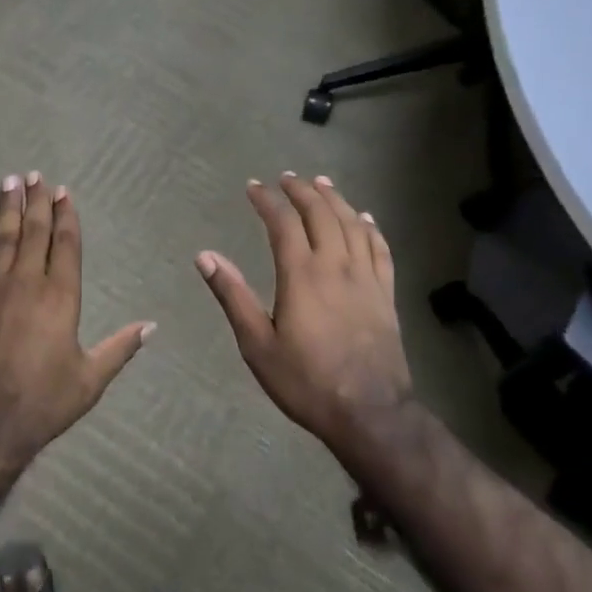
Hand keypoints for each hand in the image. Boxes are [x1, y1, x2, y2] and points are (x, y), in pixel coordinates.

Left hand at [0, 173, 153, 464]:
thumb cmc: (43, 402)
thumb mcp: (90, 379)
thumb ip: (120, 348)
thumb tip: (151, 326)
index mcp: (61, 297)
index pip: (66, 245)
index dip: (66, 216)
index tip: (64, 192)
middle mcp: (28, 283)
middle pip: (34, 233)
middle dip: (37, 202)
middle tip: (35, 175)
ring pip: (3, 239)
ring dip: (7, 208)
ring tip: (10, 181)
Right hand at [197, 174, 411, 446]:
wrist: (371, 413)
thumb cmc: (306, 381)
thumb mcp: (258, 344)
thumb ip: (233, 296)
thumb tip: (205, 256)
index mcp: (301, 275)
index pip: (283, 223)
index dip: (267, 200)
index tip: (253, 187)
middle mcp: (336, 265)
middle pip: (321, 213)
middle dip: (302, 191)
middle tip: (286, 178)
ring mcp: (366, 277)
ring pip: (352, 224)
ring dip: (335, 199)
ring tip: (321, 183)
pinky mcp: (386, 293)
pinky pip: (380, 248)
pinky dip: (370, 227)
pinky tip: (364, 218)